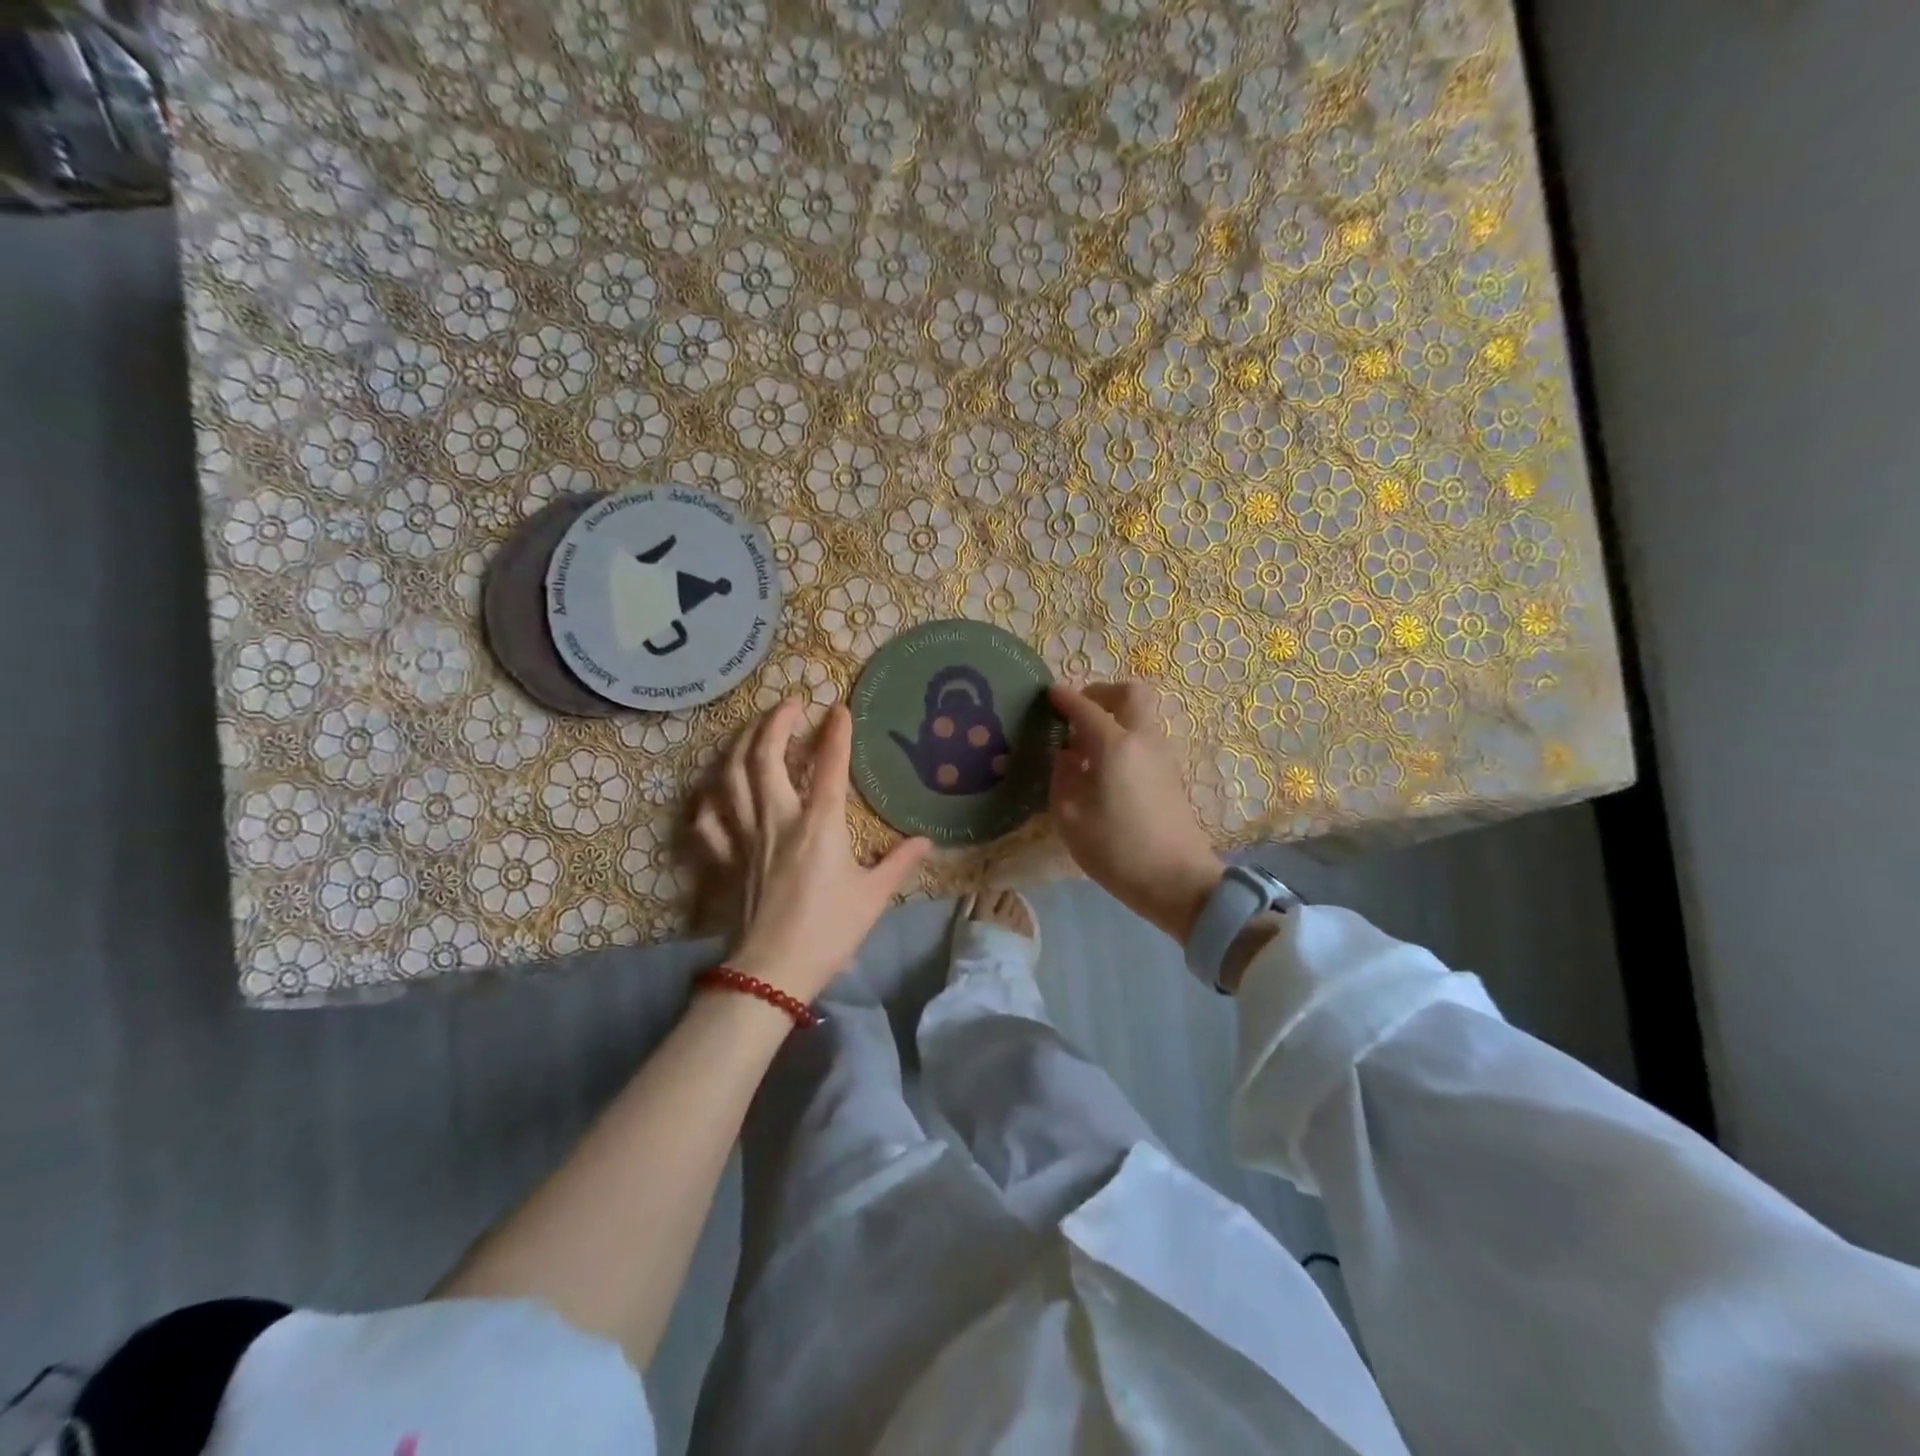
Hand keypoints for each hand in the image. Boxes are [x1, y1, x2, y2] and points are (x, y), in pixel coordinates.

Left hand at [690, 701, 930, 1003]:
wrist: (773, 972)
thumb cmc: (829, 932)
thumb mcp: (873, 897)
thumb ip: (899, 863)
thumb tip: (925, 841)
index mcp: (819, 825)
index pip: (829, 766)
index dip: (835, 733)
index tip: (840, 708)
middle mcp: (778, 819)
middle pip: (766, 758)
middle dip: (775, 723)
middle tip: (788, 704)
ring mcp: (746, 838)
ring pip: (732, 779)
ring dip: (741, 746)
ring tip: (753, 730)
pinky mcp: (726, 860)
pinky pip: (709, 822)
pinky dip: (709, 801)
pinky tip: (714, 792)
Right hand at [1048, 681, 1222, 942]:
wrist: (1177, 881)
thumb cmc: (1116, 850)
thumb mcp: (1070, 816)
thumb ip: (1062, 775)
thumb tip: (1065, 754)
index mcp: (1114, 745)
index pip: (1086, 708)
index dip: (1064, 698)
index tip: (1048, 694)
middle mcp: (1143, 740)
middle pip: (1130, 694)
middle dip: (1102, 693)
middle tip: (1078, 713)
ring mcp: (1163, 756)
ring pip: (1141, 716)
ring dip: (1115, 717)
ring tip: (1086, 746)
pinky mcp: (1171, 775)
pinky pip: (1145, 739)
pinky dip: (1124, 738)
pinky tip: (1105, 768)